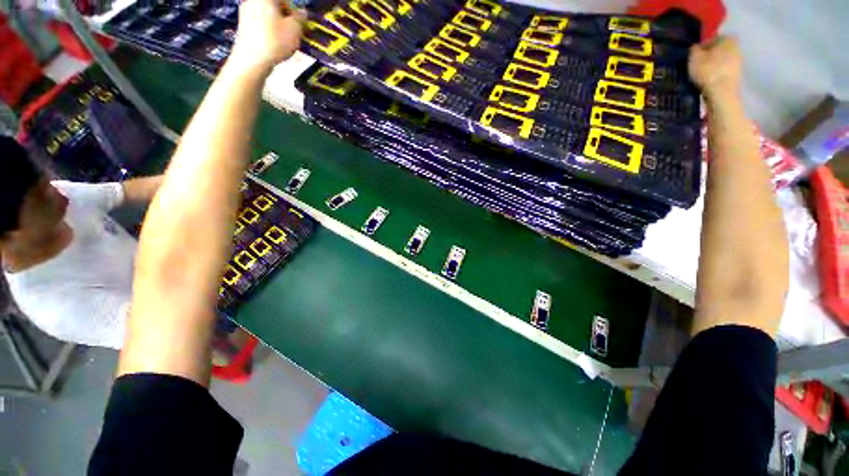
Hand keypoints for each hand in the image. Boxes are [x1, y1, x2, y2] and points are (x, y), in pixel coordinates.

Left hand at [230, 0, 305, 72]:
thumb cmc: (275, 41)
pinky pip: (261, 23)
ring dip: (279, 24)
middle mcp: (253, 1)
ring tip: (286, 40)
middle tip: (294, 31)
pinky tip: (275, 43)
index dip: (294, 9)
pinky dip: (270, 30)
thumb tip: (303, 12)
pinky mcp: (243, 25)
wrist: (252, 59)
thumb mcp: (295, 30)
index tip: (300, 22)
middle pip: (274, 5)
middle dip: (286, 17)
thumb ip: (300, 18)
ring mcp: (246, 12)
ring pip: (268, 15)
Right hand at [688, 37, 742, 100]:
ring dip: (712, 66)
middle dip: (707, 57)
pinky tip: (709, 81)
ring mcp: (739, 61)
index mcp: (726, 38)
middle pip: (717, 51)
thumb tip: (695, 48)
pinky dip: (716, 74)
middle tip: (696, 67)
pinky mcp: (738, 74)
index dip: (699, 49)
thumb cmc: (708, 71)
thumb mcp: (693, 57)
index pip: (709, 41)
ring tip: (702, 75)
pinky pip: (723, 71)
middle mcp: (736, 46)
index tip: (692, 59)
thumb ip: (693, 49)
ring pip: (720, 61)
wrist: (722, 92)